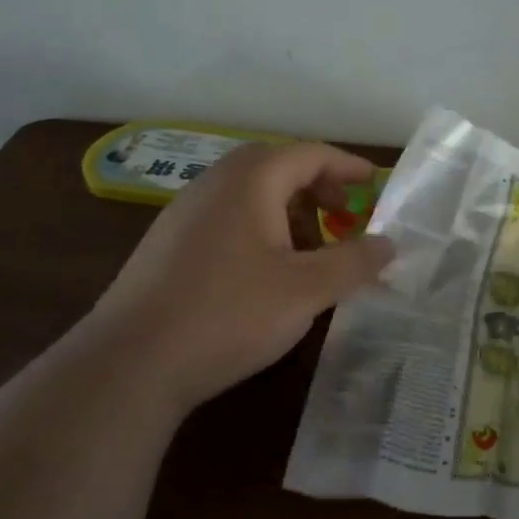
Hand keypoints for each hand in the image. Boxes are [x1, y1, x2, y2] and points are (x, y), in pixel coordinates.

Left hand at [89, 142, 393, 409]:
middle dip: (318, 188)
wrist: (128, 364)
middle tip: (346, 217)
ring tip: (310, 253)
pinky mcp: (168, 243)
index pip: (310, 154)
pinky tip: (266, 274)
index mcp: (251, 180)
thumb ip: (354, 262)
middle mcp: (215, 183)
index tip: (376, 185)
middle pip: (278, 167)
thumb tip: (389, 244)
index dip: (348, 166)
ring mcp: (185, 212)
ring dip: (289, 211)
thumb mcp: (306, 290)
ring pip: (251, 194)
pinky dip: (260, 229)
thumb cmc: (228, 314)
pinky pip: (227, 217)